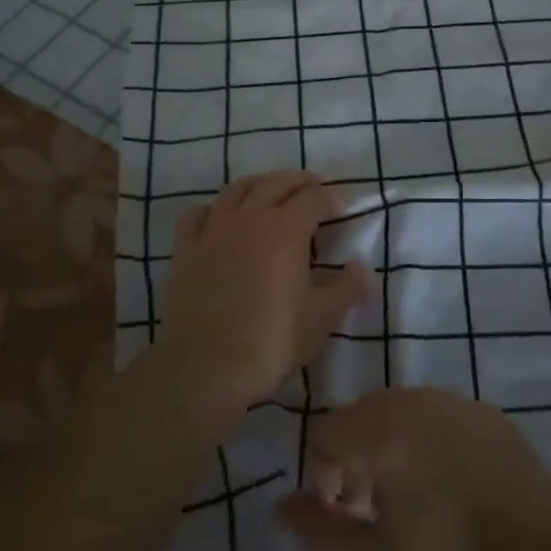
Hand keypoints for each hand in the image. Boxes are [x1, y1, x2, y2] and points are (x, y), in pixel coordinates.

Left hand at [154, 171, 373, 430]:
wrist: (203, 368)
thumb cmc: (270, 342)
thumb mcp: (320, 320)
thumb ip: (346, 288)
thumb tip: (364, 268)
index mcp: (286, 229)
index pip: (315, 199)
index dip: (333, 198)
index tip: (345, 206)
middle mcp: (250, 218)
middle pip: (277, 183)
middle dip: (299, 182)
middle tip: (314, 189)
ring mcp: (214, 230)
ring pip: (237, 189)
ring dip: (260, 184)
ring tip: (271, 192)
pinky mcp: (185, 250)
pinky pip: (198, 214)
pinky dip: (214, 208)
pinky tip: (220, 217)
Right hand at [275, 387, 550, 550]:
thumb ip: (318, 534)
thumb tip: (282, 506)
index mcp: (379, 427)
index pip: (325, 435)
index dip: (322, 479)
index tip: (343, 517)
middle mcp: (412, 398)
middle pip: (361, 419)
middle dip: (355, 462)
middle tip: (372, 513)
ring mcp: (453, 400)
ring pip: (400, 416)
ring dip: (391, 451)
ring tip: (410, 503)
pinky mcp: (485, 412)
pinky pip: (438, 419)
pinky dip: (428, 444)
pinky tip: (450, 490)